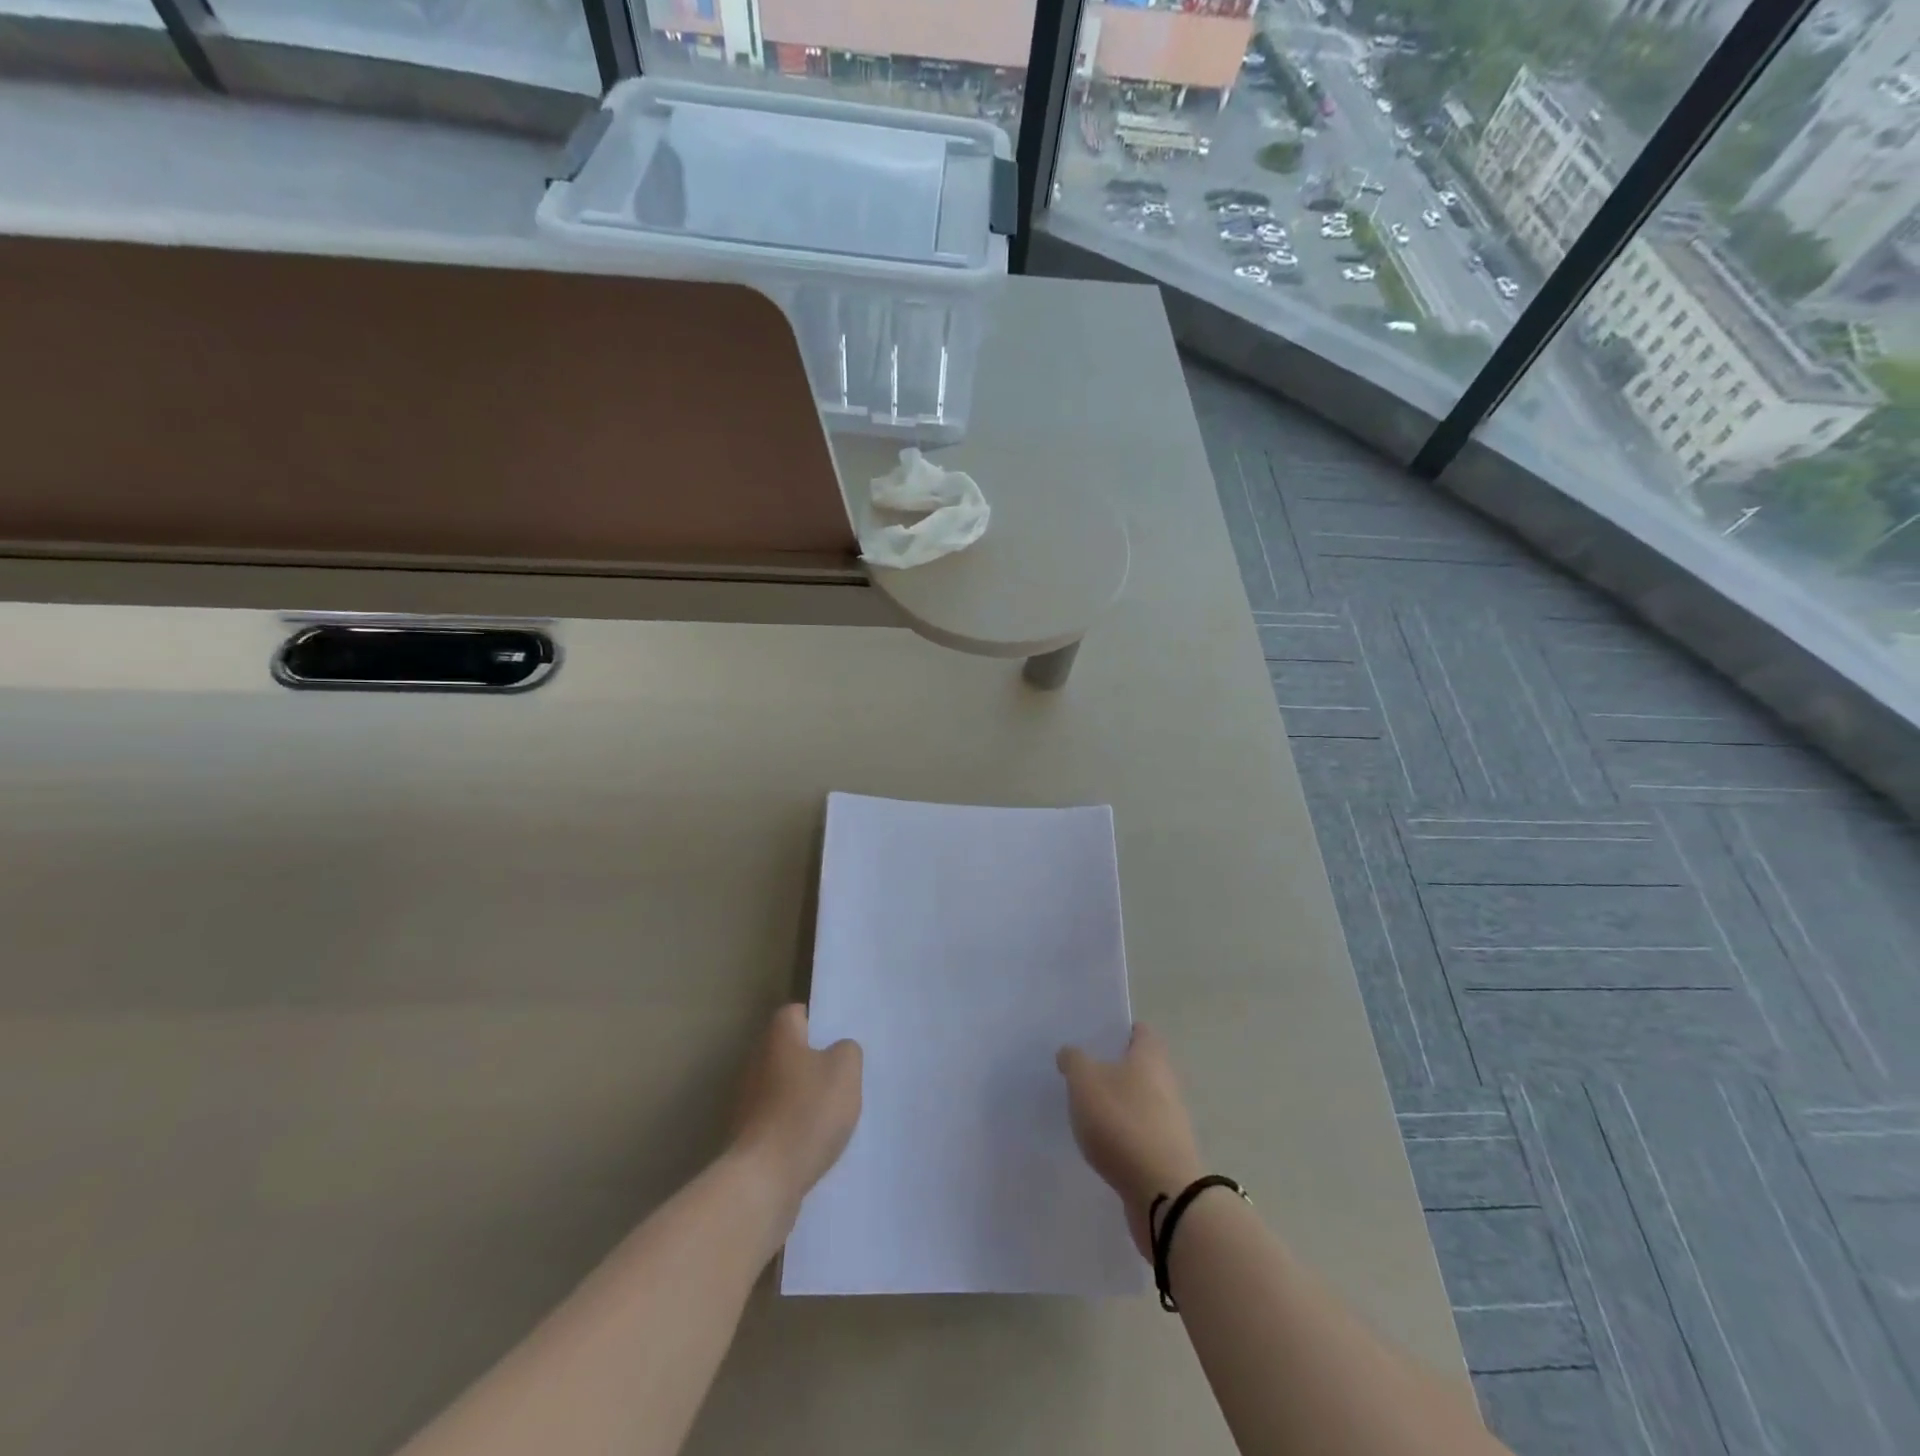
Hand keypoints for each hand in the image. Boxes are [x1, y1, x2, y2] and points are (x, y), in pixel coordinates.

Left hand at [730, 1004, 862, 1230]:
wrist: (764, 1180)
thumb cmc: (807, 1112)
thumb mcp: (845, 1070)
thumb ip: (847, 1050)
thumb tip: (838, 1051)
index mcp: (778, 1038)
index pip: (795, 1013)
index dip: (818, 1021)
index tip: (838, 1037)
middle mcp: (757, 1063)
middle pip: (789, 1051)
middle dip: (814, 1060)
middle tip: (843, 1074)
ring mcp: (748, 1101)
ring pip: (784, 1086)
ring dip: (805, 1095)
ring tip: (834, 1110)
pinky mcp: (749, 1136)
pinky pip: (779, 1119)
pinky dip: (795, 1125)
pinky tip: (817, 1140)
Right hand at [1057, 1024, 1204, 1257]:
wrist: (1163, 1193)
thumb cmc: (1123, 1122)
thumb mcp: (1085, 1081)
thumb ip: (1074, 1061)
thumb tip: (1071, 1053)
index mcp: (1151, 1056)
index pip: (1138, 1030)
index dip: (1117, 1029)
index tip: (1091, 1037)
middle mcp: (1166, 1082)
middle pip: (1138, 1066)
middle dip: (1112, 1068)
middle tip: (1079, 1073)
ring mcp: (1170, 1121)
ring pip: (1138, 1101)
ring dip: (1116, 1104)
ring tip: (1083, 1110)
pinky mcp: (1166, 1154)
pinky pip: (1139, 1133)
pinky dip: (1121, 1135)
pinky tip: (1098, 1144)